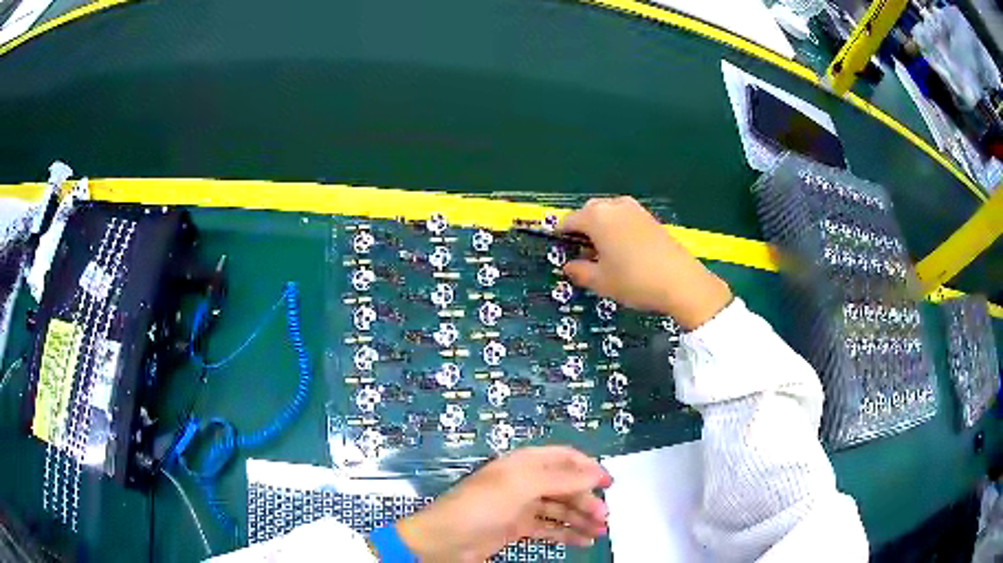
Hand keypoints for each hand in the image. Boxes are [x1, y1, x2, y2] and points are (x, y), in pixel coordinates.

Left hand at [395, 446, 611, 561]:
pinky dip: (566, 534)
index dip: (588, 467)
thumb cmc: (481, 506)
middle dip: (586, 500)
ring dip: (580, 519)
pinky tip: (583, 541)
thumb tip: (597, 472)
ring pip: (559, 509)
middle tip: (604, 518)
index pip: (563, 458)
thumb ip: (560, 478)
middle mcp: (525, 483)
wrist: (445, 541)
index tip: (610, 483)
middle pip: (565, 487)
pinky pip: (549, 529)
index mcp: (524, 464)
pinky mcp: (517, 529)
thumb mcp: (521, 486)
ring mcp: (521, 507)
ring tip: (599, 532)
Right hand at [559, 196, 731, 329]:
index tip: (560, 253)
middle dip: (581, 231)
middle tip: (582, 256)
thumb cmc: (634, 281)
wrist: (681, 282)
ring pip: (607, 214)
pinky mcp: (650, 217)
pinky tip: (623, 251)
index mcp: (596, 216)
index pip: (568, 222)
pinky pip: (624, 218)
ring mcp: (634, 209)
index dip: (561, 238)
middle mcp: (613, 205)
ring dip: (600, 230)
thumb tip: (568, 266)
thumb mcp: (601, 282)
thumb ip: (579, 271)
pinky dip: (617, 230)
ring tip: (603, 255)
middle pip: (588, 213)